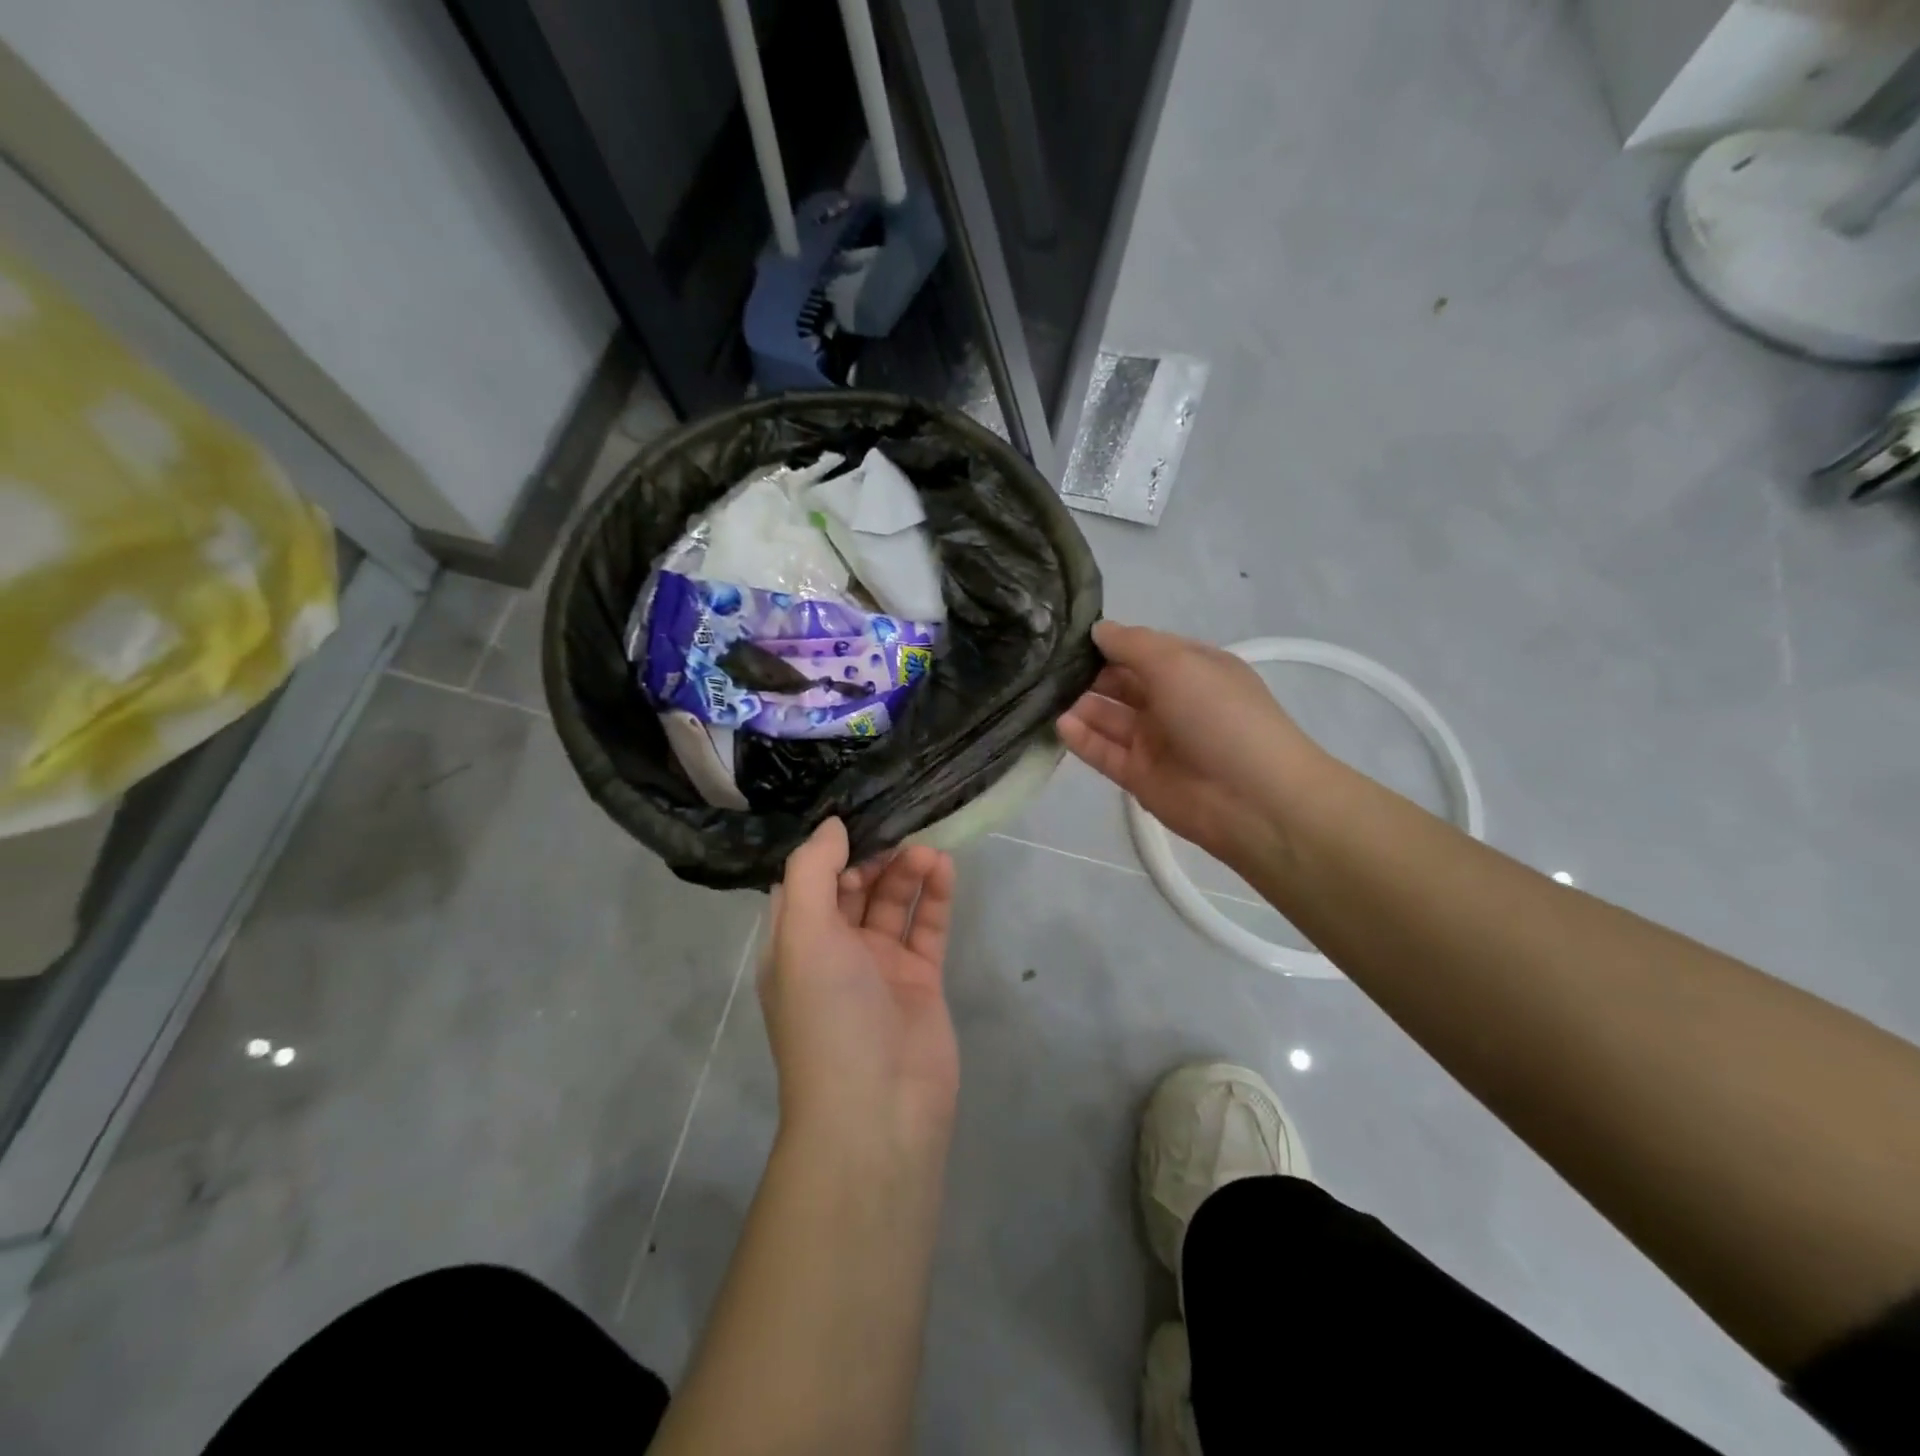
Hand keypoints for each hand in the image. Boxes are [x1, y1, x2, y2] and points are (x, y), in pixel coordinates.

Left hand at [762, 819, 959, 1152]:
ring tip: (928, 850)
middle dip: (874, 856)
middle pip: (853, 888)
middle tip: (901, 828)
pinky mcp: (920, 980)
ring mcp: (879, 966)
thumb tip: (831, 826)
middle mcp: (834, 951)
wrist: (878, 1111)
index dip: (829, 852)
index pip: (807, 883)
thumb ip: (812, 873)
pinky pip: (926, 927)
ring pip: (892, 903)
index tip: (856, 820)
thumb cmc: (828, 1016)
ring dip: (907, 872)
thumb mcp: (802, 936)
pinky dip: (934, 897)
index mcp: (795, 943)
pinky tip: (944, 868)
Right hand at [1058, 620, 1324, 871]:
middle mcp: (1171, 701)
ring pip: (1107, 717)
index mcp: (1190, 668)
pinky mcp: (1138, 776)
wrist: (1252, 798)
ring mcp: (1154, 740)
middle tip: (1043, 665)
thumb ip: (1132, 644)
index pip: (1141, 649)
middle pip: (1119, 682)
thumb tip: (1097, 629)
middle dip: (1086, 672)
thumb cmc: (1218, 715)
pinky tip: (1060, 723)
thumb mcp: (1178, 663)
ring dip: (1079, 704)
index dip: (1107, 641)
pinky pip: (1103, 752)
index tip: (1065, 634)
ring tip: (1042, 693)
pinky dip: (1082, 738)